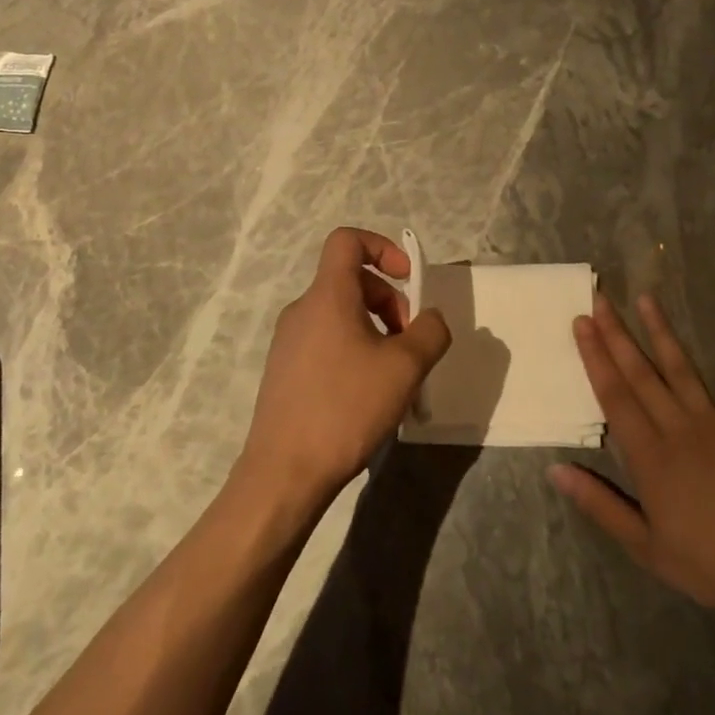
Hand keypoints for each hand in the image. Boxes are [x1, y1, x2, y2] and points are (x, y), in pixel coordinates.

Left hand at [239, 227, 451, 510]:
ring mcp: (288, 342)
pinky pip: (326, 342)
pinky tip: (366, 395)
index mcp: (327, 296)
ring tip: (393, 374)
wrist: (284, 473)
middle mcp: (302, 309)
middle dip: (389, 302)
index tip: (407, 279)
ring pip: (341, 314)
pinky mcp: (284, 371)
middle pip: (351, 281)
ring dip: (374, 330)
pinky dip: (354, 351)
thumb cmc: (346, 408)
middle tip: (409, 343)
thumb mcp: (405, 367)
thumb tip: (430, 319)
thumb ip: (430, 331)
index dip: (382, 247)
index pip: (347, 240)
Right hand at [549, 293, 714, 683]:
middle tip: (599, 299)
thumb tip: (555, 469)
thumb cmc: (704, 563)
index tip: (580, 323)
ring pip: (681, 369)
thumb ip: (599, 504)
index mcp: (649, 455)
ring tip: (646, 298)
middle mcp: (677, 428)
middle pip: (640, 373)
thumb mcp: (642, 545)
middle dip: (616, 334)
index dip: (595, 357)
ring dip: (662, 332)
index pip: (614, 395)